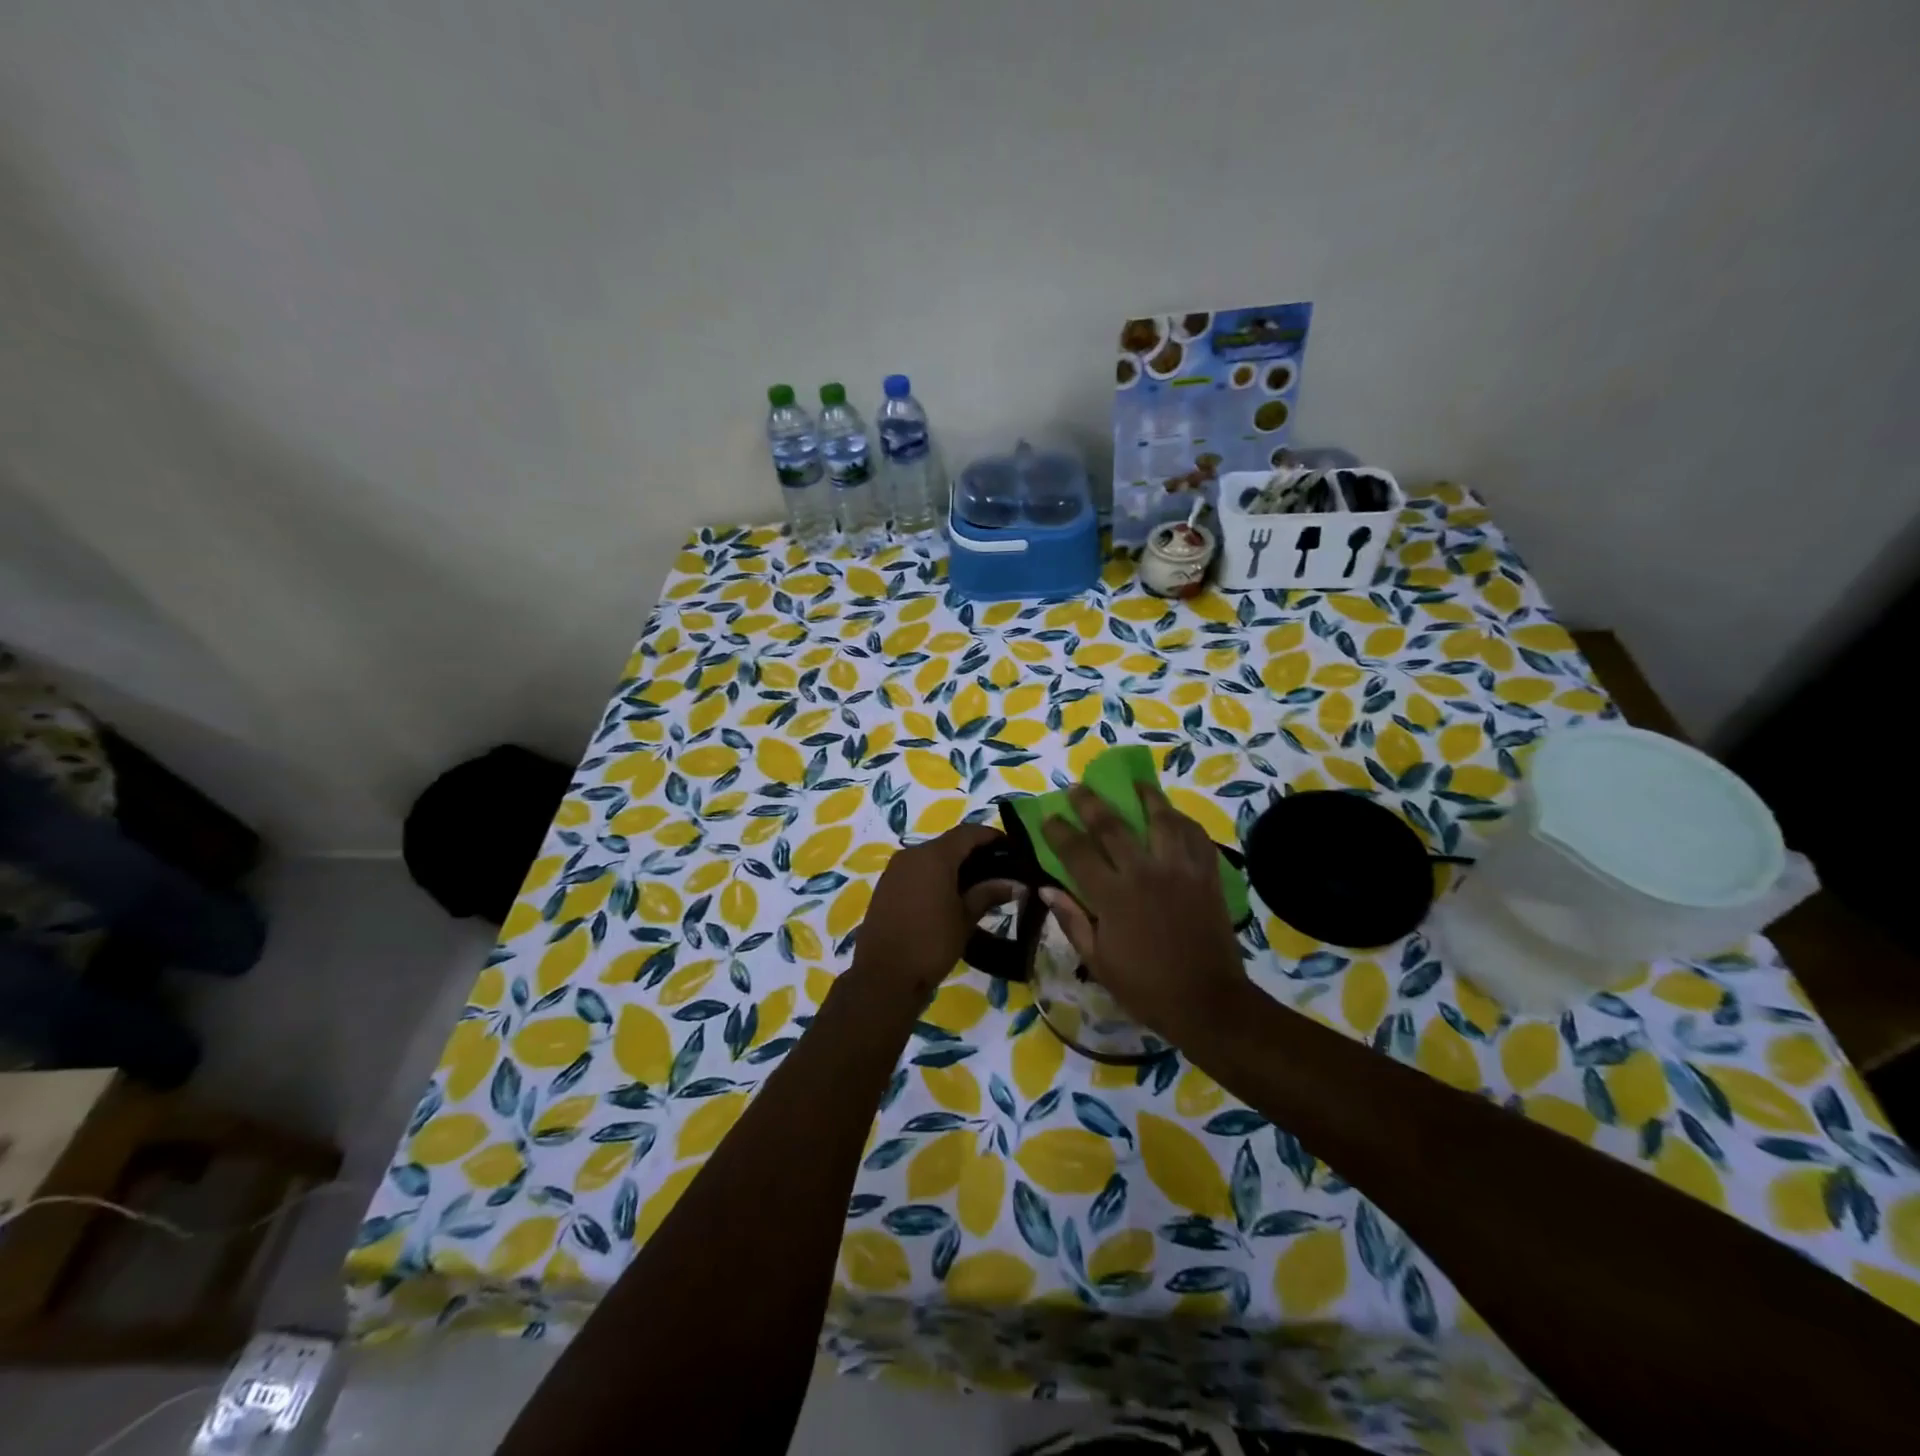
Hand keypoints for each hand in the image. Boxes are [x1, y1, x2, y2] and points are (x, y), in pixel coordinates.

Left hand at [850, 823, 1017, 1006]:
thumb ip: (989, 894)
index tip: (1013, 849)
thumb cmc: (931, 943)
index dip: (992, 836)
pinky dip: (936, 875)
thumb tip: (1016, 883)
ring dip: (954, 864)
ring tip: (978, 884)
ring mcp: (895, 869)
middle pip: (949, 843)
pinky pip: (917, 870)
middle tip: (999, 869)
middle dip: (975, 852)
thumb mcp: (965, 918)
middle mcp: (912, 854)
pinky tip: (951, 895)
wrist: (883, 976)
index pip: (969, 832)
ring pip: (932, 856)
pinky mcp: (886, 886)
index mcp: (934, 855)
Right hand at [1040, 783, 1249, 1043]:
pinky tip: (1175, 816)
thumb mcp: (1097, 961)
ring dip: (1146, 796)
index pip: (1077, 852)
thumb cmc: (1145, 988)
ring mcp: (1180, 870)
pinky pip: (1196, 836)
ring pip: (1162, 819)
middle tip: (1079, 787)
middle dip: (1091, 802)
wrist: (1207, 1002)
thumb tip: (1045, 888)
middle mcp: (1144, 873)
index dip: (1058, 830)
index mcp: (1112, 896)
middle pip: (1113, 825)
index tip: (1048, 816)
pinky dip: (1184, 821)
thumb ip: (1071, 920)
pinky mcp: (1207, 876)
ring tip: (1136, 783)